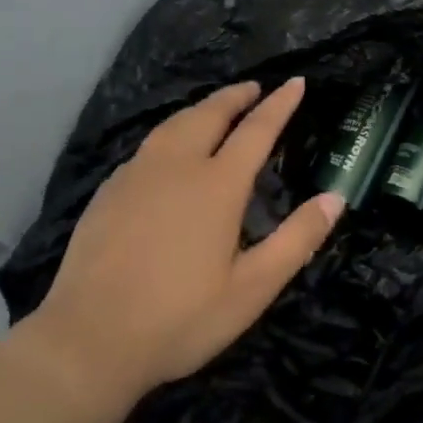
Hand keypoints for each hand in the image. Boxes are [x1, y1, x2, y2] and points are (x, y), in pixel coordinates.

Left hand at [28, 79, 344, 409]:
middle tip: (254, 88)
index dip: (279, 104)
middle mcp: (176, 166)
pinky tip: (168, 151)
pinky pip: (148, 146)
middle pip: (210, 114)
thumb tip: (335, 198)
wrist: (88, 340)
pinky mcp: (109, 191)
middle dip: (236, 96)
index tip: (295, 82)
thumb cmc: (180, 318)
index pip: (256, 130)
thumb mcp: (252, 288)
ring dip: (201, 109)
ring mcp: (136, 175)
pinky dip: (171, 133)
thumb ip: (296, 239)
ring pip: (174, 124)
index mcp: (217, 185)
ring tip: (216, 109)